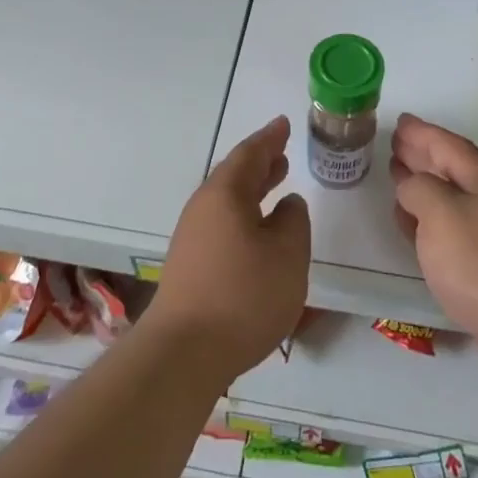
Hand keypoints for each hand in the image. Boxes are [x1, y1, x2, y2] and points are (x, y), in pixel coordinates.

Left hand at [146, 115, 310, 385]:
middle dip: (261, 163)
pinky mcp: (190, 266)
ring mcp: (192, 238)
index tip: (283, 124)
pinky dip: (244, 215)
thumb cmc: (243, 296)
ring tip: (276, 185)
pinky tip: (257, 232)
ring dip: (253, 190)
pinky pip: (222, 224)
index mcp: (225, 194)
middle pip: (234, 175)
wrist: (184, 353)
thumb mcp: (288, 254)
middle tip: (282, 154)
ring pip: (228, 201)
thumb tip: (287, 205)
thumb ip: (293, 221)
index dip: (270, 139)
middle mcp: (203, 208)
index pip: (250, 154)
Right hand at [390, 113, 477, 391]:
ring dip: (425, 188)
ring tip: (399, 179)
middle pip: (452, 168)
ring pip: (452, 200)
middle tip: (395, 145)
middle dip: (423, 155)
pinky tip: (416, 229)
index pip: (447, 144)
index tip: (399, 121)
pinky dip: (430, 222)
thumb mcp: (440, 213)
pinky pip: (454, 231)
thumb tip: (411, 184)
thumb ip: (418, 189)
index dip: (421, 132)